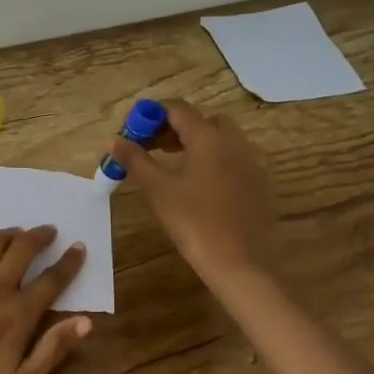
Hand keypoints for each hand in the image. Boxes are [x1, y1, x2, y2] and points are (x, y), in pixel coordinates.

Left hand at [0, 225, 92, 373]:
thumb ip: (54, 349)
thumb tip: (86, 321)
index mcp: (18, 313)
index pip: (52, 280)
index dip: (69, 262)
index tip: (79, 247)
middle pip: (23, 250)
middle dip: (40, 237)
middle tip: (48, 231)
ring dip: (8, 233)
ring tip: (16, 232)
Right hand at [107, 99, 279, 282]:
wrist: (242, 264)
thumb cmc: (195, 223)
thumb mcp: (158, 190)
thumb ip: (135, 160)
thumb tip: (113, 139)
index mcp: (209, 138)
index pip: (177, 109)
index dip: (152, 115)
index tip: (133, 132)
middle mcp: (234, 142)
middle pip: (202, 121)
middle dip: (175, 128)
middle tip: (153, 148)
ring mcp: (251, 163)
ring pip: (220, 140)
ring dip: (195, 143)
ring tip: (172, 166)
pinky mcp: (260, 184)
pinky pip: (233, 159)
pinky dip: (213, 161)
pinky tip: (198, 187)